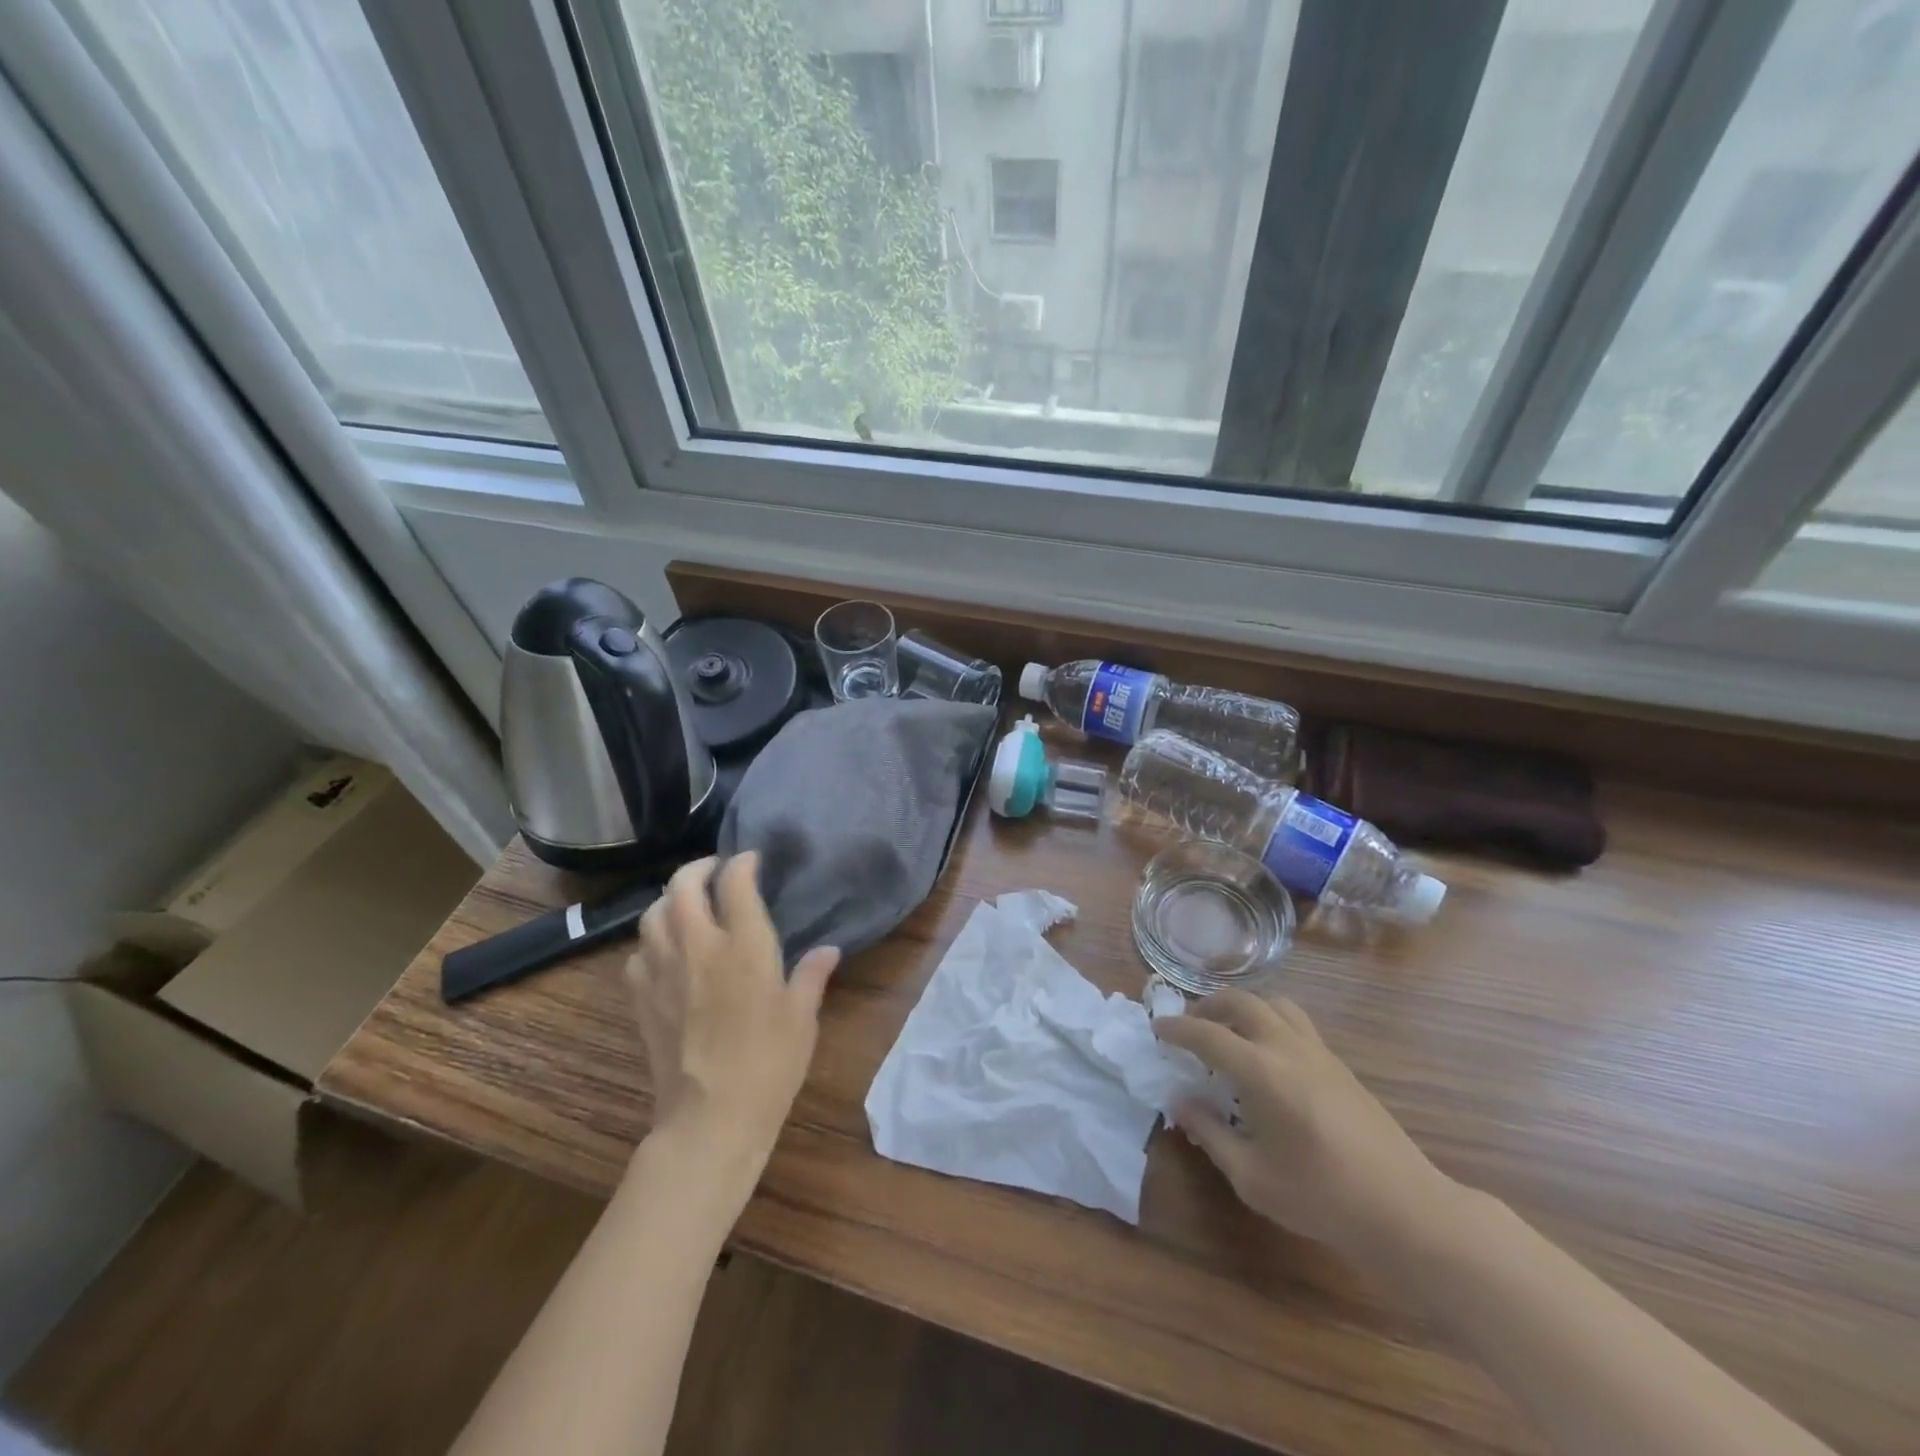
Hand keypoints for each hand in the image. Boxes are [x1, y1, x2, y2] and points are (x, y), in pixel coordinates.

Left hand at [626, 854, 840, 1162]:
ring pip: (652, 913)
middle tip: (714, 869)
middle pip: (683, 886)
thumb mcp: (803, 1017)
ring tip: (686, 903)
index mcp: (744, 946)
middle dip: (698, 868)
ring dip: (669, 899)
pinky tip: (665, 952)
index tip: (752, 860)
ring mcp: (664, 971)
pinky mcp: (642, 999)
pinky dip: (651, 941)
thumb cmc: (770, 1065)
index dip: (742, 863)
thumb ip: (812, 975)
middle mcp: (699, 947)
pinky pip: (638, 953)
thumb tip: (828, 950)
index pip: (736, 883)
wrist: (711, 1119)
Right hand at [1154, 992, 1451, 1257]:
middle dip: (1209, 1006)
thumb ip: (1210, 1133)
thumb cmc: (1321, 1197)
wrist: (1406, 1211)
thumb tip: (1181, 1102)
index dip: (1177, 1029)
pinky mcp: (1340, 1065)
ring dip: (1244, 1007)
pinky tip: (1267, 1057)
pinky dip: (1270, 1022)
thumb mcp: (1252, 1176)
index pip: (1207, 1034)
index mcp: (1262, 1071)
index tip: (1157, 1029)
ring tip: (1230, 1031)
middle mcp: (1288, 1047)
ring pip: (1274, 1004)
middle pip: (1242, 1002)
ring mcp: (1319, 1052)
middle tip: (1191, 1026)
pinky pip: (1296, 1022)